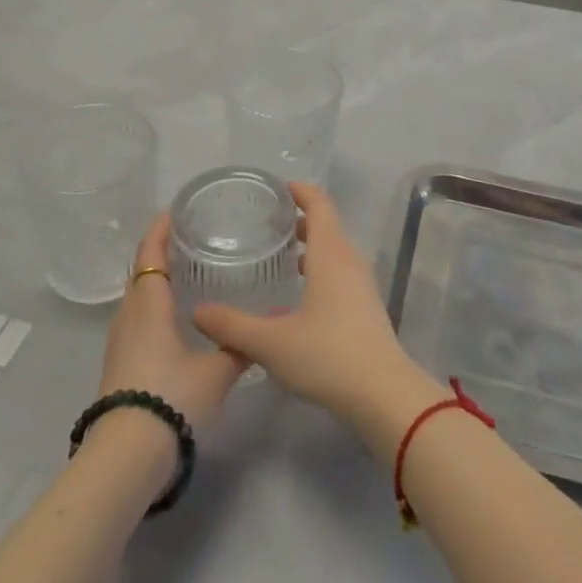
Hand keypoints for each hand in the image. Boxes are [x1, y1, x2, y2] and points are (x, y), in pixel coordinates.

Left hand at [97, 214, 248, 432]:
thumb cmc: (171, 398)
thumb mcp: (216, 371)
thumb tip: (266, 325)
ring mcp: (120, 341)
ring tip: (192, 274)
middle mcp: (129, 315)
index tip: (178, 210)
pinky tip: (180, 318)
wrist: (126, 456)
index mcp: (149, 304)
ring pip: (138, 297)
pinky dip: (156, 306)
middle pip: (142, 271)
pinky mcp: (120, 363)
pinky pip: (138, 319)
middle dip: (163, 252)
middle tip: (195, 239)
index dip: (161, 228)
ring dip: (159, 280)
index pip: (150, 252)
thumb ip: (239, 345)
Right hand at [193, 183, 440, 455]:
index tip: (276, 188)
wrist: (383, 394)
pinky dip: (319, 271)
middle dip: (299, 220)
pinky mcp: (365, 308)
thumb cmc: (327, 355)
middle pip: (327, 226)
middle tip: (267, 225)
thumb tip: (198, 312)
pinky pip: (339, 274)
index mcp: (331, 254)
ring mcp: (361, 285)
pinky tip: (296, 299)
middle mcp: (349, 261)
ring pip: (334, 252)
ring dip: (310, 248)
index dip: (300, 191)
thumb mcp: (272, 342)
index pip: (319, 204)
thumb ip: (233, 326)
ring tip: (279, 258)